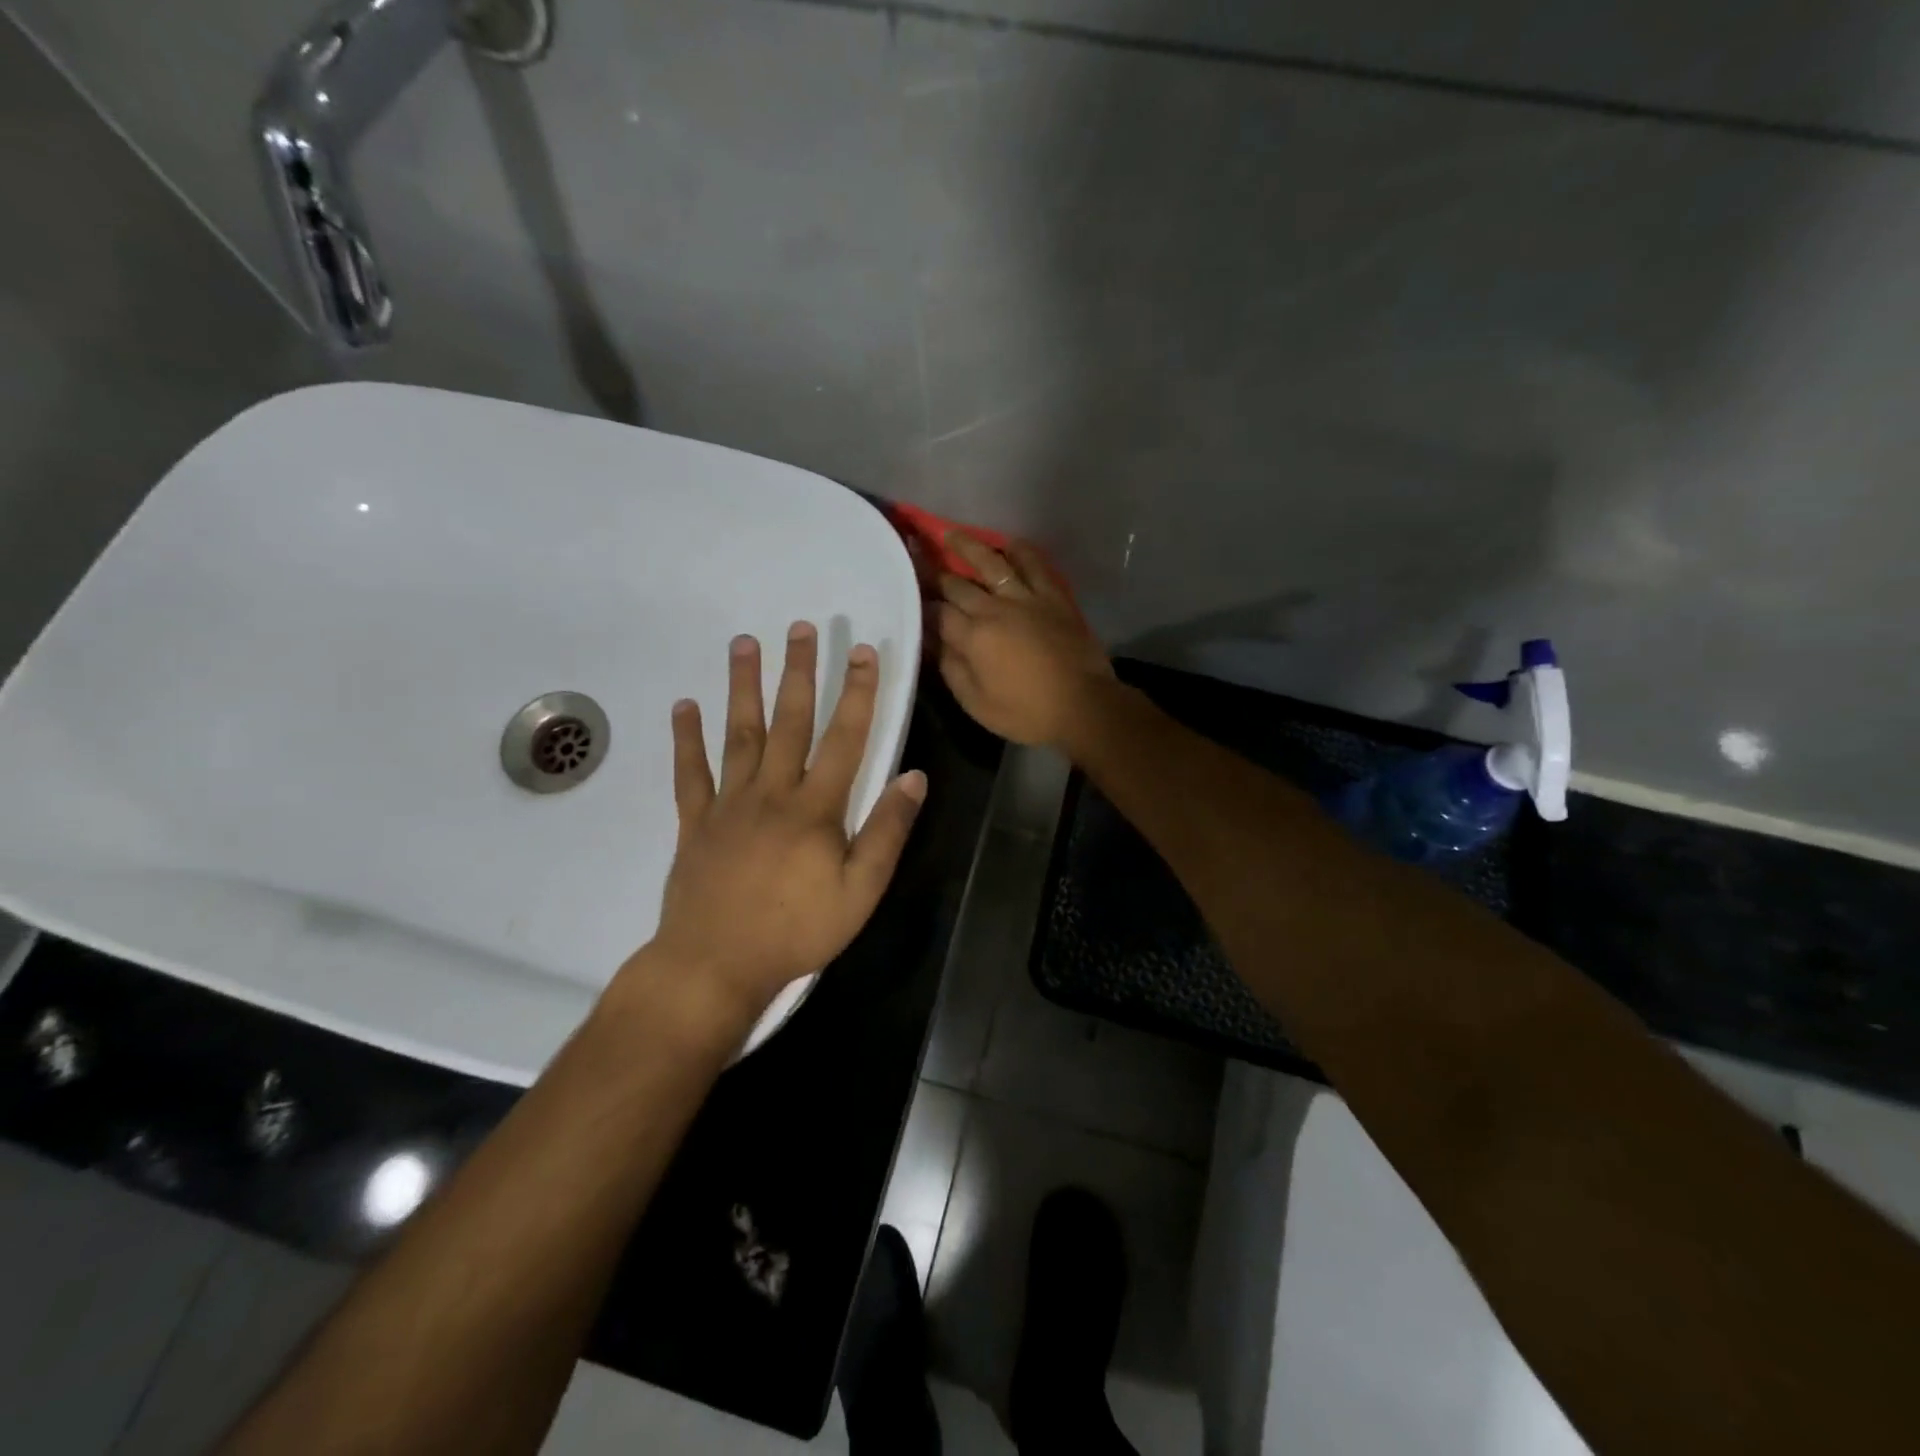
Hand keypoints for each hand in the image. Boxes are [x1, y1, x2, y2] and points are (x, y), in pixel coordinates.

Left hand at [641, 623, 926, 1018]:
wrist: (715, 965)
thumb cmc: (796, 931)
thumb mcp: (860, 891)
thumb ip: (887, 831)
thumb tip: (914, 777)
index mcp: (815, 808)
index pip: (844, 738)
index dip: (858, 692)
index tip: (863, 651)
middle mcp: (772, 792)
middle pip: (789, 721)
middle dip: (799, 672)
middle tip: (801, 626)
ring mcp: (729, 804)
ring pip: (738, 734)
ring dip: (742, 687)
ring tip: (744, 644)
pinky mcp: (695, 823)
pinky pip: (690, 773)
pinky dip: (686, 739)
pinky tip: (684, 706)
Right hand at [935, 534, 1114, 748]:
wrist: (1083, 705)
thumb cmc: (1026, 713)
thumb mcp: (976, 703)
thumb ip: (951, 669)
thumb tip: (933, 643)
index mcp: (972, 637)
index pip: (937, 613)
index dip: (921, 604)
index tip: (908, 595)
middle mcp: (994, 609)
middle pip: (958, 584)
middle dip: (934, 571)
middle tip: (917, 554)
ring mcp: (1026, 598)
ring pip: (992, 563)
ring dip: (969, 546)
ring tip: (952, 533)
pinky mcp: (1053, 597)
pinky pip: (1034, 565)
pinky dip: (1019, 550)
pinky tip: (1008, 543)